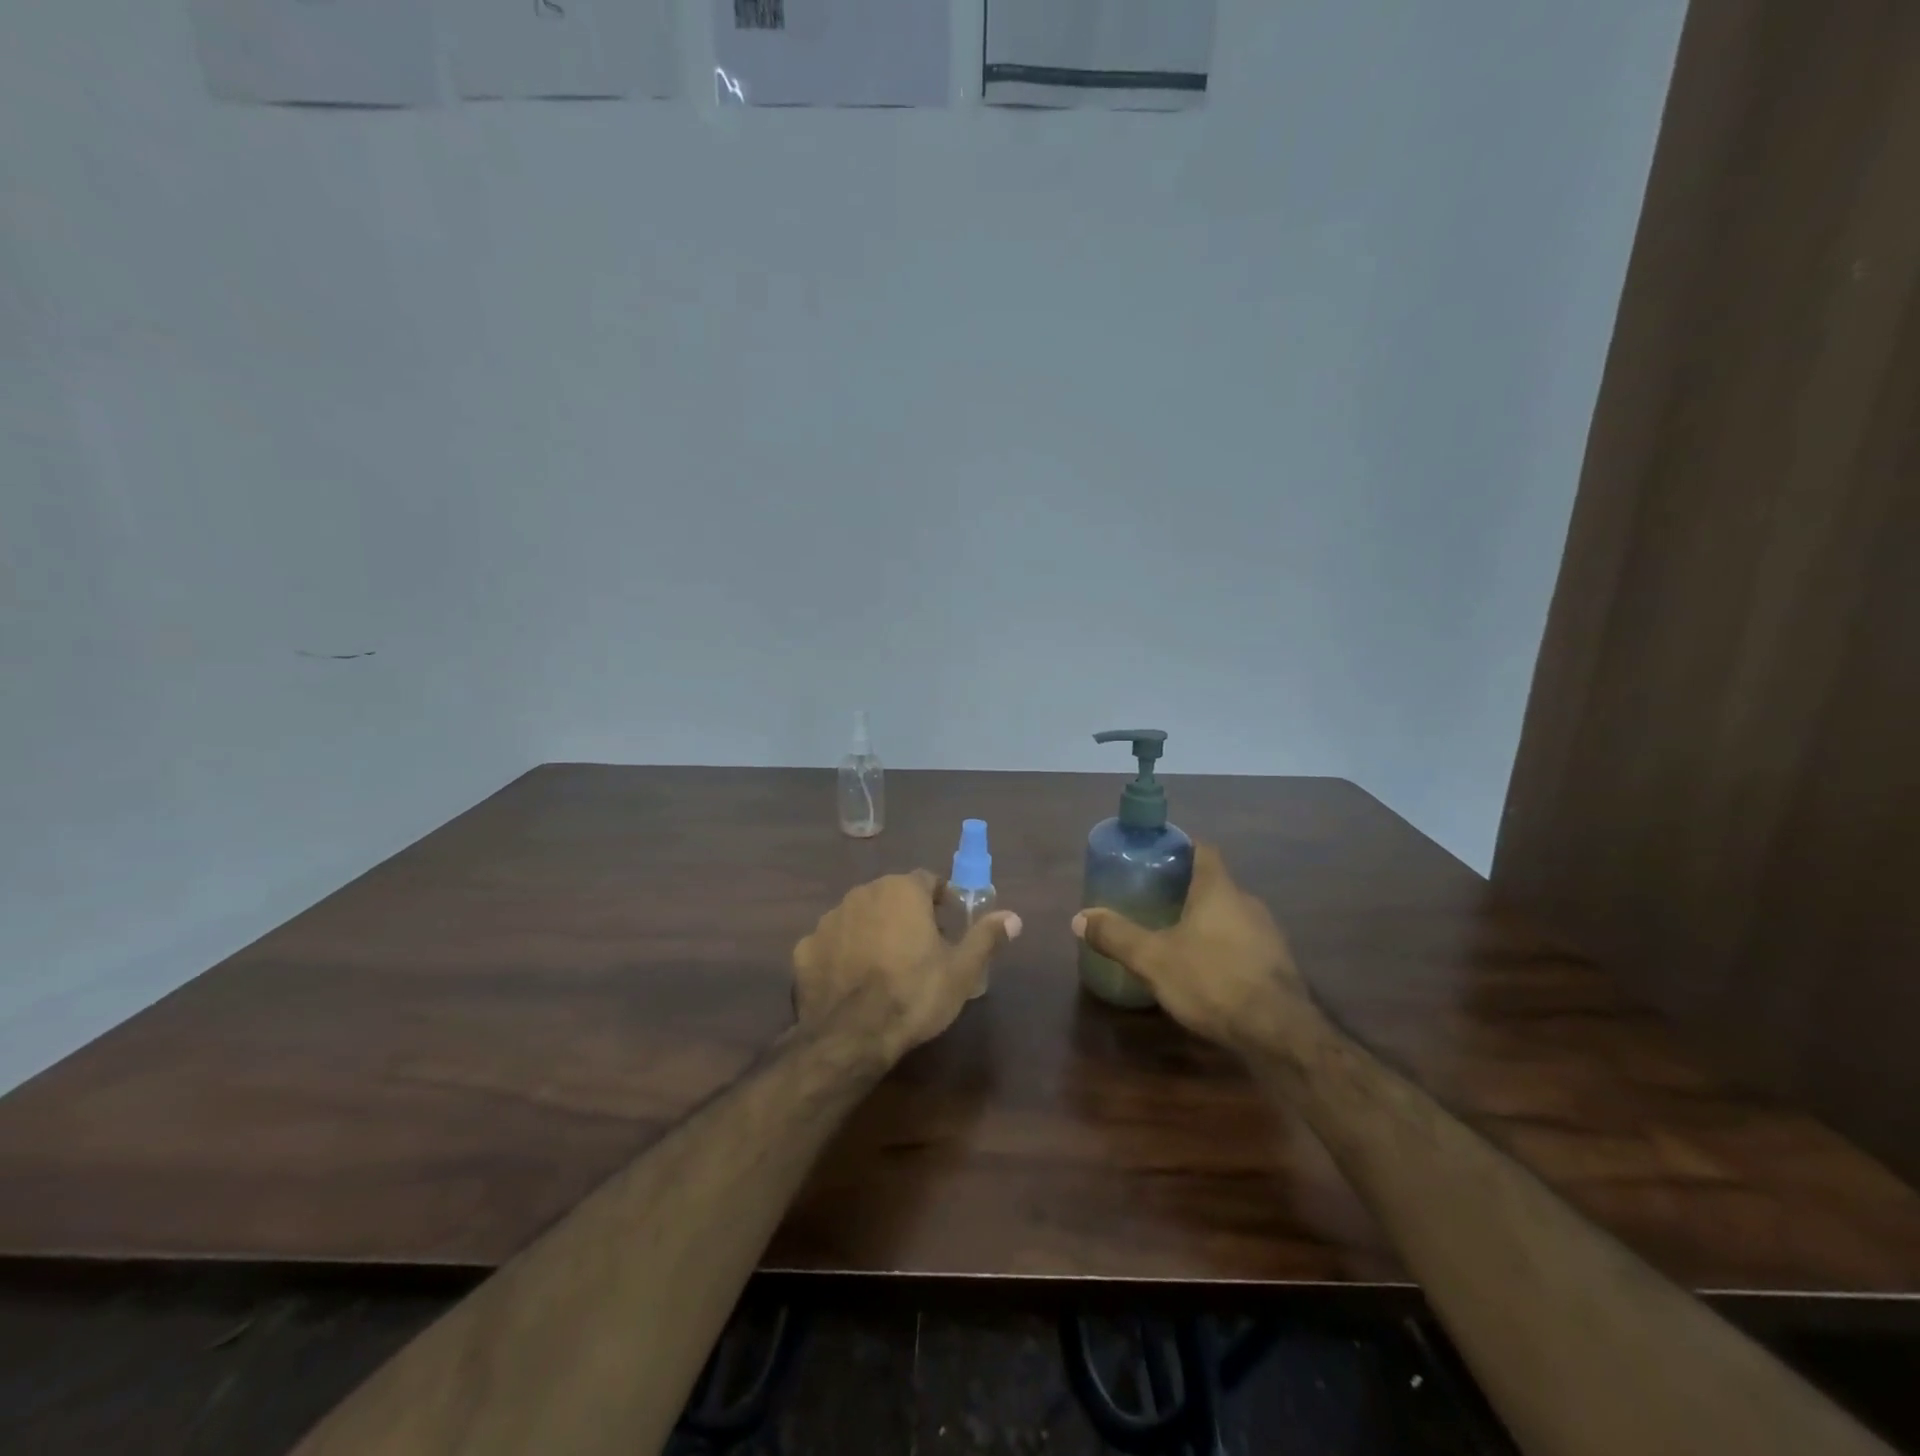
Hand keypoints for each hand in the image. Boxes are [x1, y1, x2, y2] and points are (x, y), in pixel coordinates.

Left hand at [793, 871, 1021, 1059]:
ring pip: (859, 917)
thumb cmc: (914, 994)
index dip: (941, 899)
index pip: (927, 880)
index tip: (948, 924)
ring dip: (873, 931)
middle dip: (906, 914)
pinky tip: (851, 983)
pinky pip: (831, 943)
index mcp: (901, 890)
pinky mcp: (804, 948)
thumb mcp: (961, 970)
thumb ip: (986, 937)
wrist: (850, 1035)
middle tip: (921, 949)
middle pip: (891, 895)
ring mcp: (829, 919)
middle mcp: (862, 893)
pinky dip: (841, 955)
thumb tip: (1014, 917)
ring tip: (885, 968)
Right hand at [1071, 844, 1307, 1051]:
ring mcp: (1268, 935)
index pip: (1204, 850)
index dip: (1182, 848)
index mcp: (1218, 890)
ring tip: (1176, 938)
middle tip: (1155, 901)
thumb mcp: (1153, 959)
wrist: (1280, 1033)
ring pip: (1231, 916)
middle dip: (1188, 890)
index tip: (1159, 856)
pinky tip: (1206, 973)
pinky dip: (1224, 949)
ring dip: (1207, 922)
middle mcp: (1248, 903)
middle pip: (1216, 884)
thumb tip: (1079, 918)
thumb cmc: (1213, 980)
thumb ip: (1116, 936)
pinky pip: (1244, 945)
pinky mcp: (1278, 966)